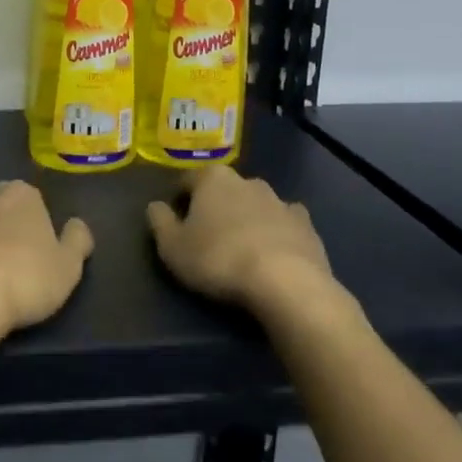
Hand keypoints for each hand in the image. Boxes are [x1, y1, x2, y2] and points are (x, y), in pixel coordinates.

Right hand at [147, 167, 336, 314]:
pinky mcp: (306, 224)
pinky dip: (276, 231)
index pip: (188, 180)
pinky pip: (284, 222)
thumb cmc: (218, 259)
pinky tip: (273, 251)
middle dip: (215, 206)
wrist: (285, 282)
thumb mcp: (172, 247)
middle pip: (224, 189)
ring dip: (246, 217)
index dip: (179, 199)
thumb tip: (156, 206)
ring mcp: (280, 200)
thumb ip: (159, 222)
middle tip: (207, 235)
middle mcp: (247, 180)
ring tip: (240, 247)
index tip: (176, 221)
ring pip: (255, 204)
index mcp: (213, 179)